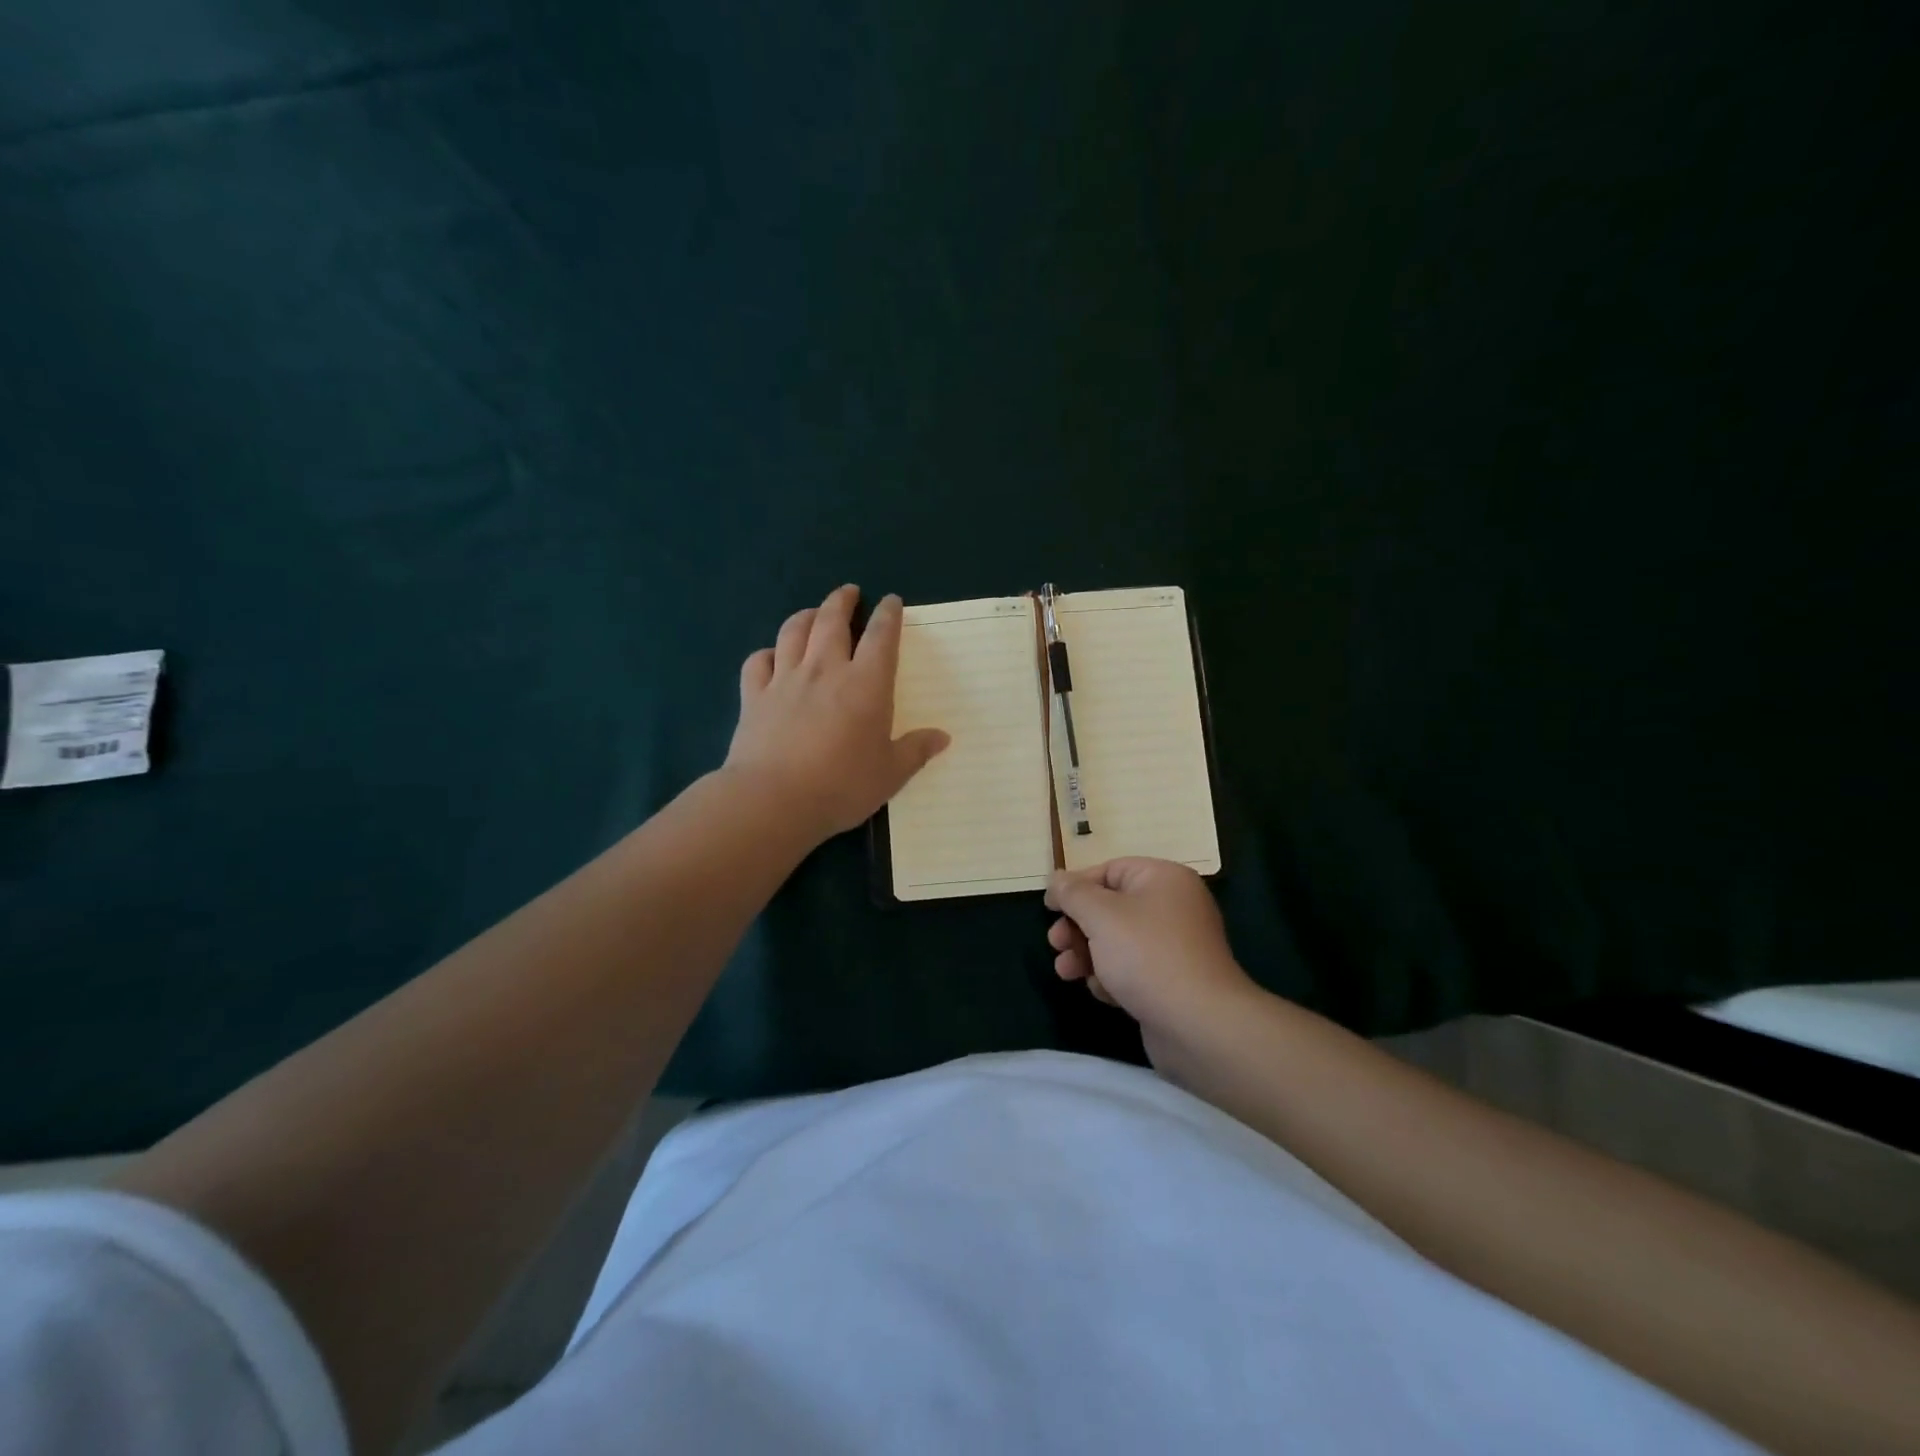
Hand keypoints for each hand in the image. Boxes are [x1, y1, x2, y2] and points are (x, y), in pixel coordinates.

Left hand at [726, 585, 949, 840]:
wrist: (774, 800)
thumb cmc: (841, 786)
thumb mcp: (890, 774)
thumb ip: (915, 751)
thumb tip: (942, 737)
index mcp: (866, 684)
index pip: (881, 637)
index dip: (888, 615)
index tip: (891, 602)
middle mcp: (825, 670)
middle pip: (831, 620)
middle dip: (842, 601)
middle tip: (849, 592)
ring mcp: (785, 680)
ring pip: (793, 632)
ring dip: (805, 616)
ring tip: (812, 613)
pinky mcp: (754, 696)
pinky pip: (757, 662)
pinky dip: (766, 653)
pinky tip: (771, 657)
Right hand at [1045, 858, 1257, 1064]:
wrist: (1198, 1024)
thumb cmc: (1146, 955)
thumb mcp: (1100, 915)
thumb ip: (1073, 893)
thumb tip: (1057, 878)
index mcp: (1163, 879)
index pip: (1110, 871)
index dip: (1076, 887)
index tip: (1049, 908)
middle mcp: (1173, 906)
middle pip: (1111, 907)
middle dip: (1078, 926)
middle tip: (1056, 943)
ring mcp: (1174, 946)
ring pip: (1117, 941)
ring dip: (1086, 954)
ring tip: (1066, 972)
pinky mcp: (1171, 980)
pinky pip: (1132, 968)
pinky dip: (1111, 977)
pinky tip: (1102, 992)